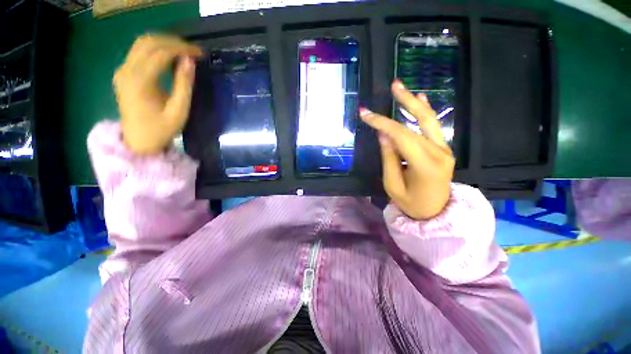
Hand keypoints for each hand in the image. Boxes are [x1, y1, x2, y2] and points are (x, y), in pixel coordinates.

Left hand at [113, 34, 202, 154]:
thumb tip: (190, 62)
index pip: (161, 53)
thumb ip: (184, 85)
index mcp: (140, 81)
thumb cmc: (161, 129)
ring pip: (142, 44)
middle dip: (172, 42)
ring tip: (183, 52)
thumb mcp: (179, 110)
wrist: (138, 141)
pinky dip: (155, 50)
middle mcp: (127, 70)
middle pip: (149, 42)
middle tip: (192, 51)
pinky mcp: (123, 73)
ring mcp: (122, 70)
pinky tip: (169, 58)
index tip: (199, 53)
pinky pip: (138, 52)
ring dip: (163, 43)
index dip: (181, 49)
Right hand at [360, 80, 454, 219]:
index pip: (401, 136)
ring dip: (415, 103)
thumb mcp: (393, 185)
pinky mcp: (443, 149)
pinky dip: (425, 113)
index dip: (382, 122)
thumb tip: (383, 134)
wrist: (435, 213)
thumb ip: (389, 158)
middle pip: (418, 122)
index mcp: (425, 165)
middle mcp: (439, 152)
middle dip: (403, 102)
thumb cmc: (411, 203)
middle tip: (393, 85)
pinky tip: (421, 98)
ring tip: (401, 88)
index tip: (365, 114)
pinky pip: (433, 127)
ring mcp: (444, 149)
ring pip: (429, 120)